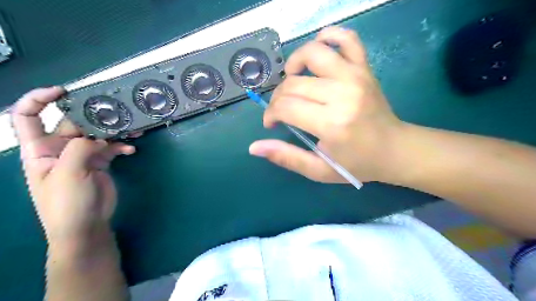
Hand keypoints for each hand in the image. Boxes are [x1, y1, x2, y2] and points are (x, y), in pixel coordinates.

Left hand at [11, 86, 134, 246]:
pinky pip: (112, 148)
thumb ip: (80, 149)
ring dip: (115, 131)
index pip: (28, 117)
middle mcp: (59, 149)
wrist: (86, 225)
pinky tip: (131, 151)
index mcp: (39, 149)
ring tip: (133, 129)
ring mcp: (82, 156)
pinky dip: (122, 147)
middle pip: (73, 123)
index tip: (63, 91)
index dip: (39, 99)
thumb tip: (99, 137)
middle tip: (116, 113)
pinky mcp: (100, 162)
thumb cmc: (66, 202)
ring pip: (98, 135)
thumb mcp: (67, 174)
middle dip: (93, 117)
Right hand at [249, 27, 408, 183]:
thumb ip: (286, 157)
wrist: (395, 150)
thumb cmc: (356, 163)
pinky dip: (329, 36)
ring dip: (294, 63)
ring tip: (292, 78)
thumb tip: (254, 147)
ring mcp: (356, 76)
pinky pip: (347, 38)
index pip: (286, 107)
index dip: (271, 114)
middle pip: (294, 83)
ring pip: (314, 52)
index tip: (272, 123)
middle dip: (278, 97)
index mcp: (332, 123)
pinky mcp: (365, 68)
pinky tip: (318, 50)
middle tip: (281, 111)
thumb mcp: (319, 170)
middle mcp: (343, 94)